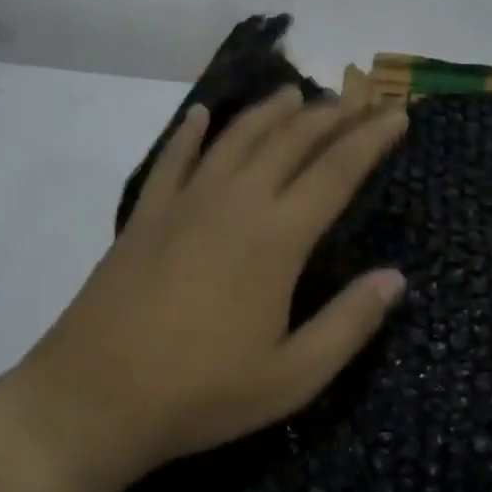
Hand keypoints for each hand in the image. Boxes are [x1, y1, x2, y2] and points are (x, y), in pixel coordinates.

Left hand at [14, 88, 408, 491]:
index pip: (337, 170)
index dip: (371, 138)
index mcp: (277, 237)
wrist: (93, 398)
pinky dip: (191, 131)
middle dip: (330, 115)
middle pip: (290, 141)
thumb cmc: (201, 394)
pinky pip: (173, 157)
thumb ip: (349, 323)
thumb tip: (396, 277)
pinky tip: (202, 116)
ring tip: (296, 93)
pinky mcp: (146, 214)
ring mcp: (185, 202)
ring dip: (270, 111)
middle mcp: (235, 202)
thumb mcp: (292, 377)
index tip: (397, 114)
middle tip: (358, 99)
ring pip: (237, 138)